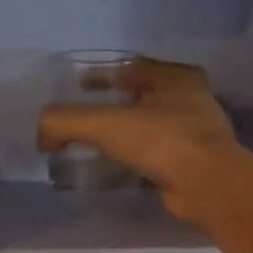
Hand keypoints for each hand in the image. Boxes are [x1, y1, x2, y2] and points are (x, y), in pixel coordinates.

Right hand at [37, 56, 250, 224]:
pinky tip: (123, 165)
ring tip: (102, 141)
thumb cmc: (161, 141)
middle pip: (145, 94)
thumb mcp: (103, 124)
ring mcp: (199, 131)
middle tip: (91, 114)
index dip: (103, 74)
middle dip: (118, 101)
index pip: (132, 67)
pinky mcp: (197, 161)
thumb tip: (43, 134)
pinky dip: (141, 155)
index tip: (81, 86)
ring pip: (155, 123)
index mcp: (176, 77)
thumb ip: (64, 121)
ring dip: (131, 129)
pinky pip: (161, 151)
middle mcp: (192, 98)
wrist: (208, 185)